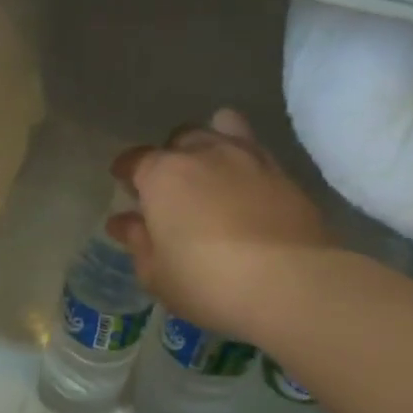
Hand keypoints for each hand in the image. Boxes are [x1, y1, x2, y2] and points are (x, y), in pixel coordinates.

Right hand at [108, 108, 332, 342]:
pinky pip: (256, 152)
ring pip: (223, 129)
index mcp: (163, 174)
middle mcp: (205, 153)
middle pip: (180, 138)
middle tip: (168, 186)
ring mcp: (249, 157)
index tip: (122, 182)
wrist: (289, 283)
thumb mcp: (156, 273)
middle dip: (169, 156)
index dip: (126, 170)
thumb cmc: (206, 281)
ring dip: (210, 144)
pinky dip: (243, 162)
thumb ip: (138, 241)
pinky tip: (244, 188)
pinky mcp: (284, 173)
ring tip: (209, 171)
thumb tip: (123, 222)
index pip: (136, 160)